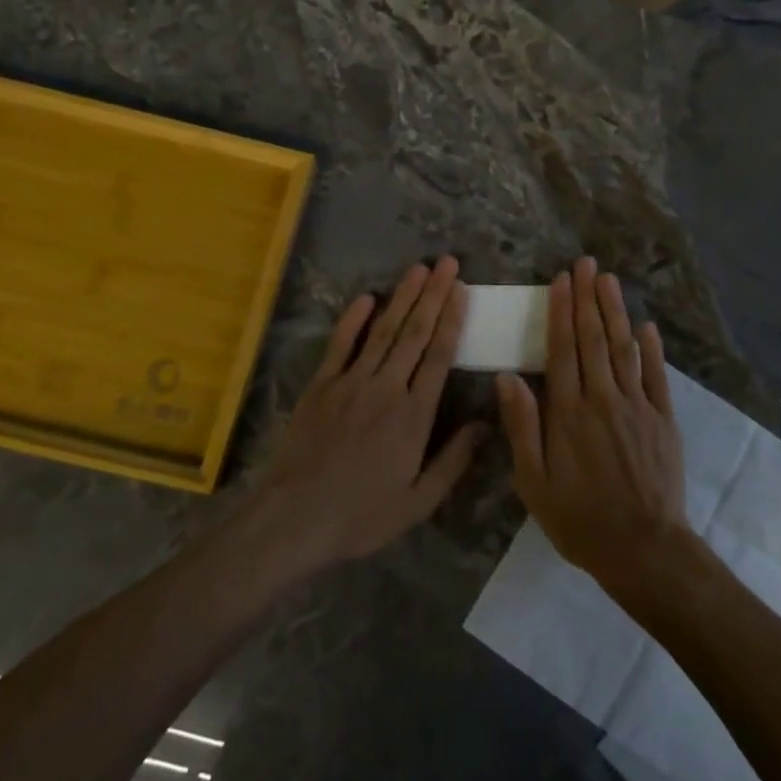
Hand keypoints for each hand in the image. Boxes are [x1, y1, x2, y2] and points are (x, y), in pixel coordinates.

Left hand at [254, 257, 485, 571]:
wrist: (294, 518)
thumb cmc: (361, 514)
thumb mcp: (418, 501)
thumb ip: (454, 460)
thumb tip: (485, 424)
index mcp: (414, 415)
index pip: (439, 355)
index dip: (452, 319)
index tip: (461, 289)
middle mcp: (387, 387)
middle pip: (416, 333)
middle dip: (433, 294)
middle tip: (447, 262)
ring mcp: (351, 381)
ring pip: (384, 331)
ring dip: (402, 297)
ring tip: (418, 268)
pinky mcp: (321, 385)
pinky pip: (341, 345)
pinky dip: (354, 319)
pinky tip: (367, 297)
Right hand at [496, 258, 689, 586]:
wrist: (644, 550)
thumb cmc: (579, 519)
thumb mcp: (534, 482)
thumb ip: (522, 426)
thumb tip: (508, 377)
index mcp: (568, 413)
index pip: (563, 350)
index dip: (561, 312)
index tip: (561, 280)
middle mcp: (603, 399)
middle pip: (594, 339)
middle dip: (588, 298)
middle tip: (585, 264)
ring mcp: (637, 407)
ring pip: (624, 348)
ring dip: (615, 312)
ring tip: (608, 280)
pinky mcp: (663, 419)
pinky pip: (657, 376)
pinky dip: (651, 349)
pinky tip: (646, 326)